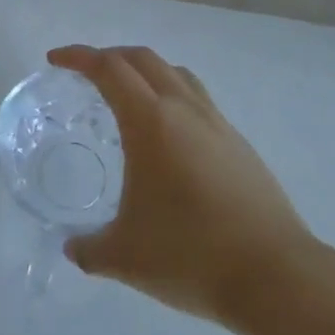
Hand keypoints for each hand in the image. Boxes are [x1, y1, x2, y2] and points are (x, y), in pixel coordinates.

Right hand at [49, 45, 320, 322]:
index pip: (109, 69)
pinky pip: (198, 101)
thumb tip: (73, 248)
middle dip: (109, 56)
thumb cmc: (191, 256)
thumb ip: (89, 248)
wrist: (278, 277)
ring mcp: (218, 125)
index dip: (78, 57)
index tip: (55, 60)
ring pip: (177, 74)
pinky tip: (167, 139)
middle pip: (143, 59)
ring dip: (145, 71)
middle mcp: (185, 111)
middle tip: (86, 72)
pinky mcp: (240, 146)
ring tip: (127, 96)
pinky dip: (172, 97)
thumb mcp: (124, 257)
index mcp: (151, 122)